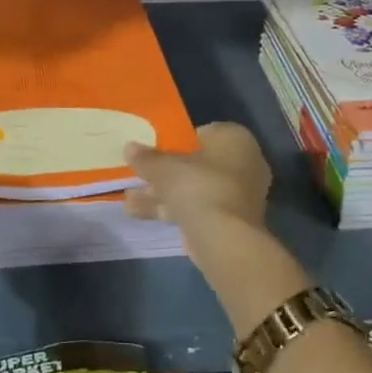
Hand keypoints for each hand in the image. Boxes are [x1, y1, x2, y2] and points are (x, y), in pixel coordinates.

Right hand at [123, 121, 271, 235]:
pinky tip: (137, 213)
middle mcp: (243, 163)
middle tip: (138, 175)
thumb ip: (147, 158)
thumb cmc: (198, 186)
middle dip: (164, 172)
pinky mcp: (229, 221)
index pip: (203, 133)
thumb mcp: (165, 167)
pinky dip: (171, 209)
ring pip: (193, 188)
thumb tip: (129, 147)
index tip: (154, 149)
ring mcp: (237, 195)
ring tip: (128, 198)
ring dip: (161, 193)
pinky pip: (196, 208)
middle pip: (196, 164)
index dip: (176, 141)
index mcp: (234, 139)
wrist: (224, 239)